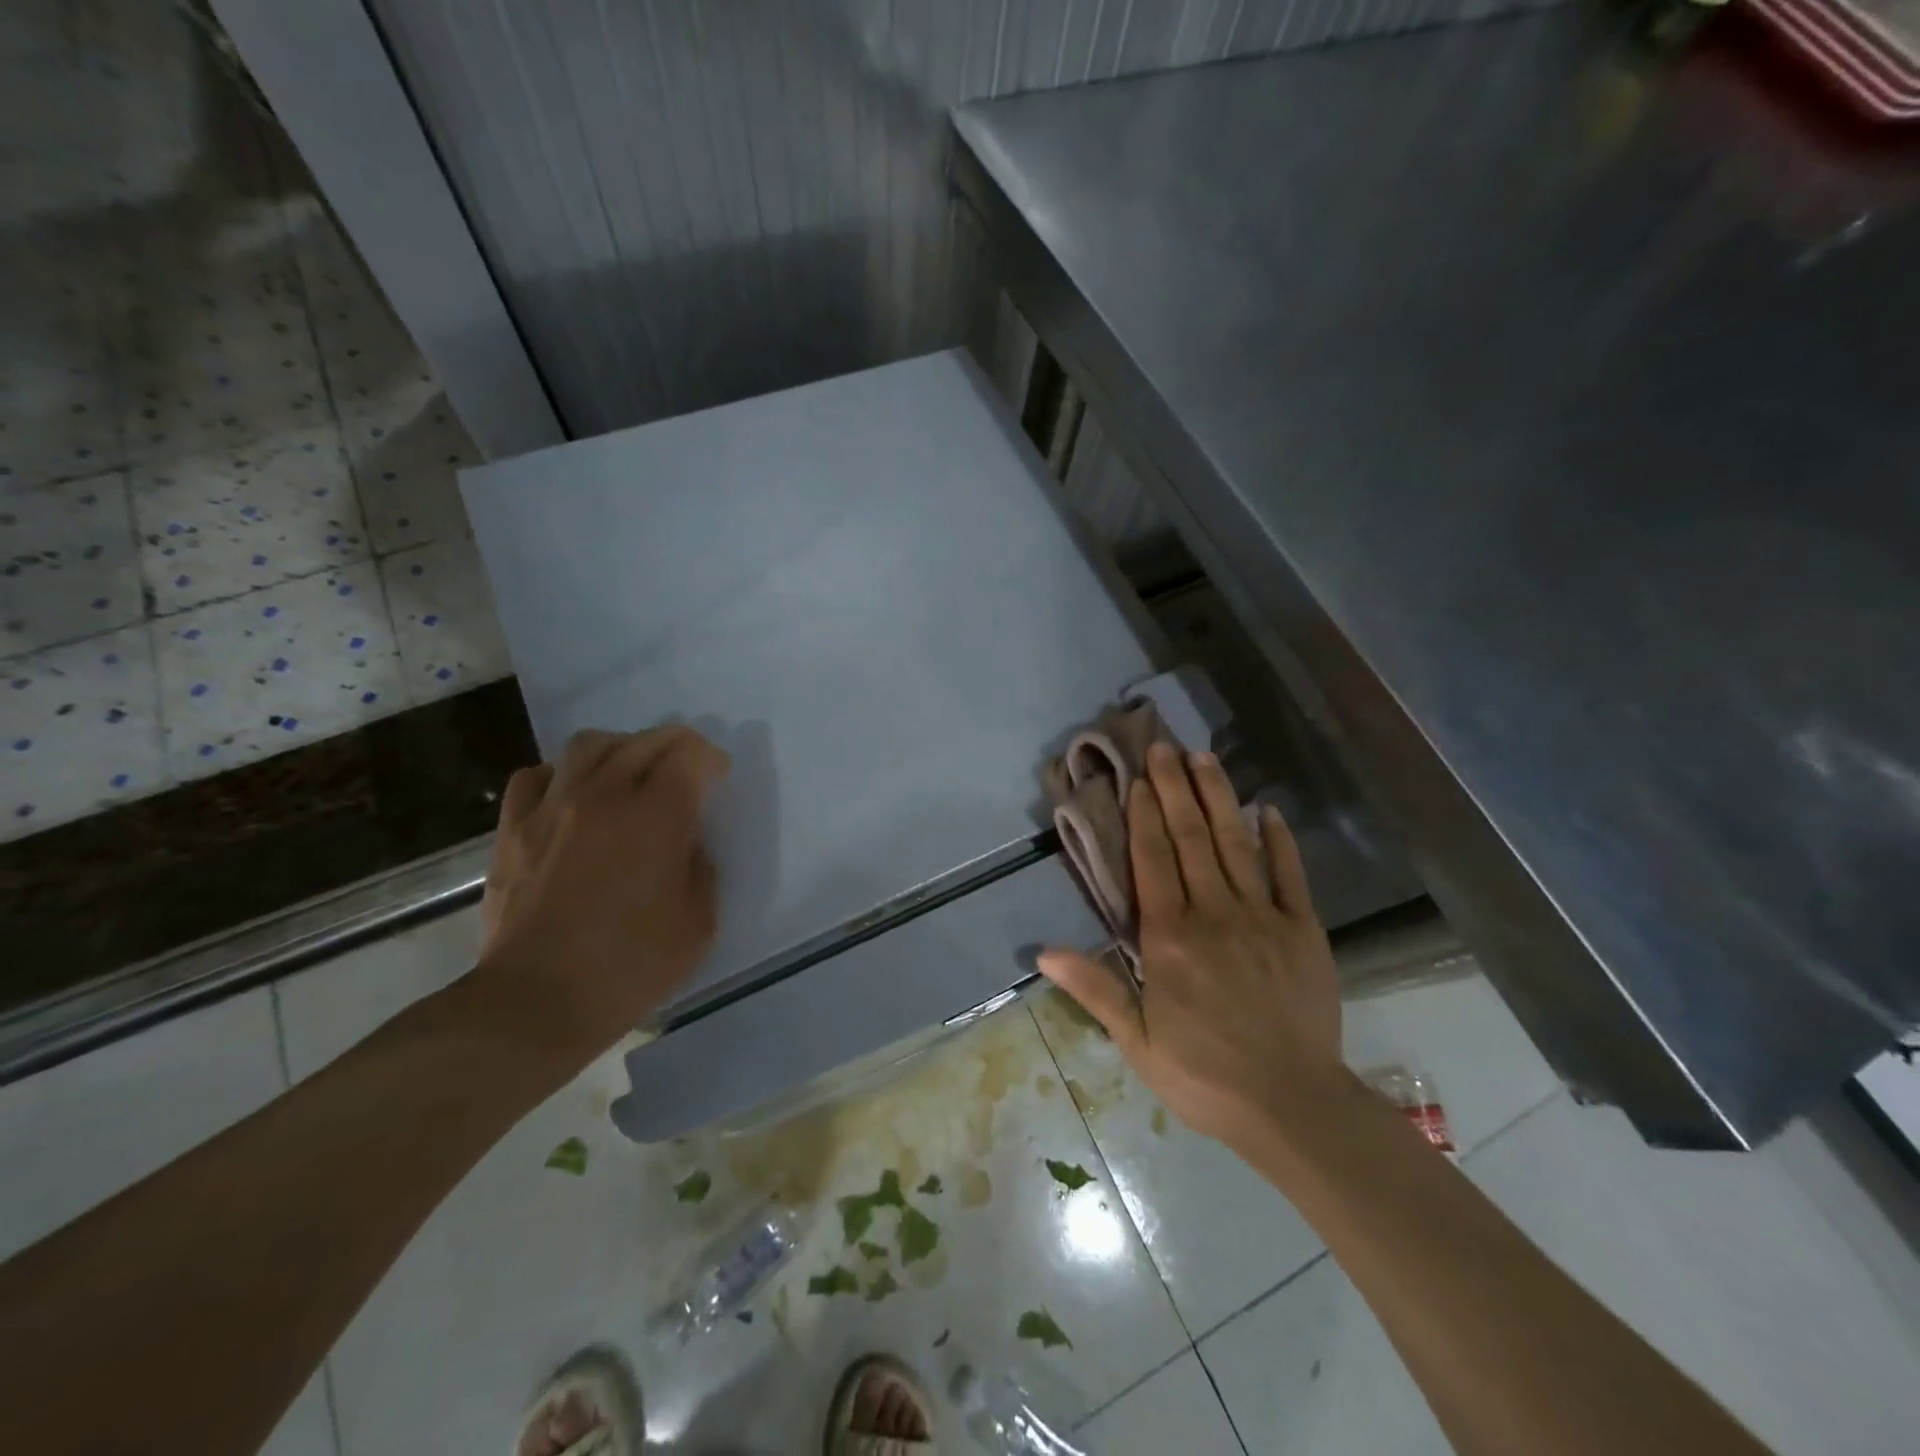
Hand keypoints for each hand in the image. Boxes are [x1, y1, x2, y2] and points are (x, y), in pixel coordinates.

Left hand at [475, 726, 729, 1062]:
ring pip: (588, 745)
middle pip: (643, 741)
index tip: (718, 777)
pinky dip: (561, 774)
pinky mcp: (514, 830)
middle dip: (675, 744)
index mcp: (657, 817)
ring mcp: (552, 808)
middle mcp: (605, 796)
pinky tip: (573, 796)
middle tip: (686, 767)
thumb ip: (701, 868)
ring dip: (620, 748)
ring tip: (631, 771)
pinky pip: (535, 776)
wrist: (537, 1002)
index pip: (688, 755)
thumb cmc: (631, 966)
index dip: (710, 759)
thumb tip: (686, 843)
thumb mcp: (699, 923)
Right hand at [1038, 743, 1346, 1150]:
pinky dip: (1279, 840)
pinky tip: (1268, 810)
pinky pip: (1290, 875)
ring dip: (1219, 798)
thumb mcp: (1137, 1041)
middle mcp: (1214, 913)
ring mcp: (1264, 917)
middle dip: (1176, 789)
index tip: (1139, 779)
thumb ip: (1096, 988)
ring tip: (1205, 758)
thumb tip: (1044, 951)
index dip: (1144, 816)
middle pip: (1192, 838)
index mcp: (1171, 938)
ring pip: (1236, 844)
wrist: (1293, 1106)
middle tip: (1166, 746)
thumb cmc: (1204, 1075)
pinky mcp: (1304, 931)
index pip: (1153, 861)